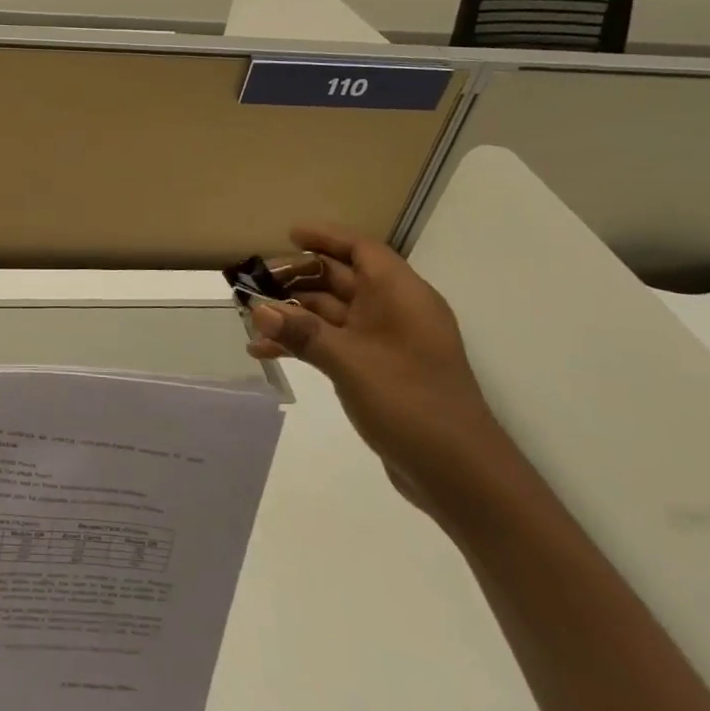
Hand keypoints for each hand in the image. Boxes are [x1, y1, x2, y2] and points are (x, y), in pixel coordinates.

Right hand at [245, 224, 519, 520]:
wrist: (460, 476)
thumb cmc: (411, 403)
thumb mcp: (350, 363)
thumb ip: (302, 332)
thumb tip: (257, 308)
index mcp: (402, 296)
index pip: (362, 250)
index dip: (326, 238)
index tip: (288, 235)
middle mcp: (395, 312)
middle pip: (342, 280)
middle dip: (297, 279)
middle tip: (254, 283)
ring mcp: (386, 344)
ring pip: (332, 314)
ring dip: (293, 315)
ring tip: (250, 319)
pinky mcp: (377, 372)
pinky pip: (333, 343)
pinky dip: (304, 343)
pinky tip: (265, 352)